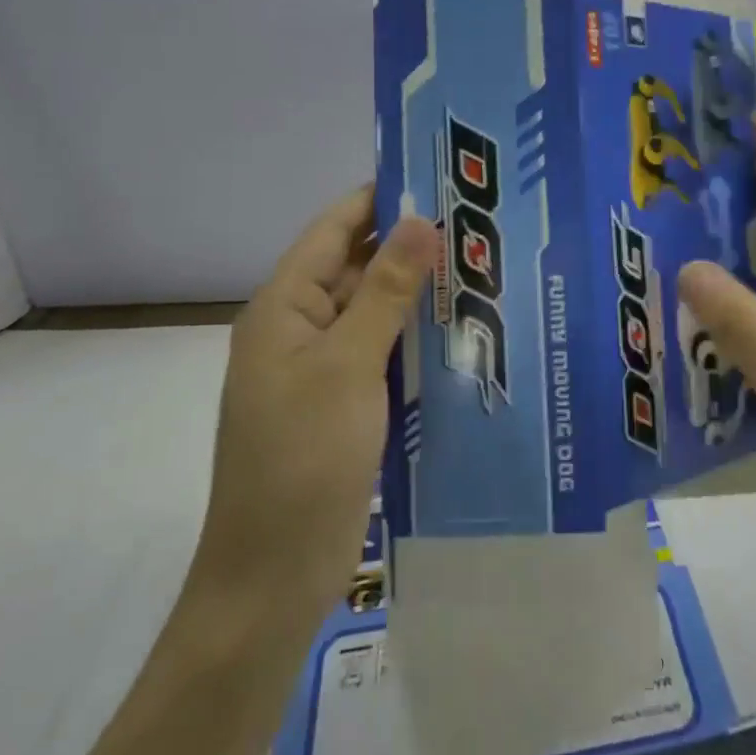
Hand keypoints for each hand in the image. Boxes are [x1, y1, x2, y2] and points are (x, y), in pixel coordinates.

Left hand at [189, 187, 438, 622]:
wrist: (273, 579)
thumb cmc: (303, 461)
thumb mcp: (348, 365)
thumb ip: (385, 290)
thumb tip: (420, 219)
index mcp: (283, 306)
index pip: (334, 229)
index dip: (380, 198)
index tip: (438, 176)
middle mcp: (299, 328)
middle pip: (356, 267)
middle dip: (410, 245)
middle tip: (478, 224)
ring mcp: (321, 369)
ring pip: (374, 311)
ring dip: (417, 293)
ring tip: (482, 267)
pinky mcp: (343, 403)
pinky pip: (382, 352)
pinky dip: (415, 337)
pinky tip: (463, 330)